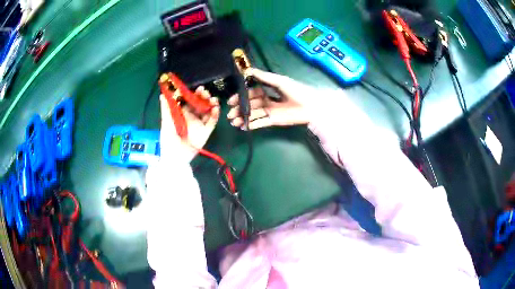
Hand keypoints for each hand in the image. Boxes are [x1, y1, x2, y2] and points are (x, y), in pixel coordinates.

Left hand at [159, 86, 219, 161]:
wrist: (176, 158)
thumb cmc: (168, 141)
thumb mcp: (166, 124)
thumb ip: (165, 109)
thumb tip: (162, 94)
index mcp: (182, 114)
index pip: (189, 100)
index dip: (193, 94)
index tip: (197, 88)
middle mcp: (191, 117)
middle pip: (199, 104)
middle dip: (203, 97)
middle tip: (205, 92)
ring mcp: (199, 124)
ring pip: (207, 110)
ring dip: (211, 103)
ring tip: (212, 99)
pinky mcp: (206, 131)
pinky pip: (212, 121)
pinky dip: (215, 114)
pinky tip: (216, 109)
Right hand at [227, 68, 316, 129]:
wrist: (310, 105)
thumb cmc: (296, 90)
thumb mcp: (279, 81)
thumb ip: (263, 76)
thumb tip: (248, 69)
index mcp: (267, 89)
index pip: (251, 93)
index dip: (241, 96)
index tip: (231, 101)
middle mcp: (266, 100)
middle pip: (250, 104)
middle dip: (239, 109)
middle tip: (230, 114)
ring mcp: (269, 111)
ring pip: (253, 114)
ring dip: (243, 117)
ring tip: (233, 122)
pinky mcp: (273, 120)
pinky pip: (260, 123)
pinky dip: (251, 125)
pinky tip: (243, 127)